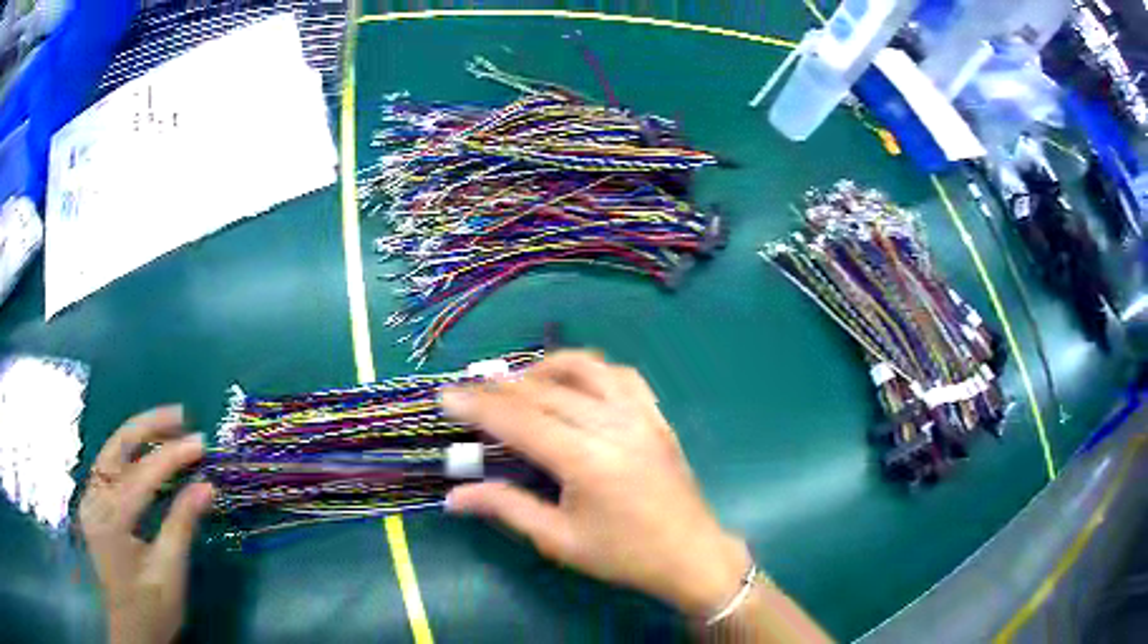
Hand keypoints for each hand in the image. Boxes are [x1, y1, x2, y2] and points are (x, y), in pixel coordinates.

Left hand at [79, 406, 213, 643]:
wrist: (132, 632)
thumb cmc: (153, 609)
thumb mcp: (170, 572)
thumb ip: (182, 524)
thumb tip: (207, 486)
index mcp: (110, 520)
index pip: (141, 476)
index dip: (172, 456)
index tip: (201, 442)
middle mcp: (94, 500)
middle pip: (117, 447)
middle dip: (148, 426)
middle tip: (181, 415)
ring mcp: (90, 500)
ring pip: (112, 452)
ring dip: (139, 435)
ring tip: (169, 426)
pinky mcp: (94, 504)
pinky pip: (111, 468)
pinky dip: (131, 455)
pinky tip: (147, 453)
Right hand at [442, 351, 751, 617]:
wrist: (690, 555)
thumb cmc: (624, 556)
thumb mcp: (559, 540)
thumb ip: (506, 508)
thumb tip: (454, 497)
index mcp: (587, 461)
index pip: (520, 421)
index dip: (478, 407)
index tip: (446, 396)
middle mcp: (613, 426)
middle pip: (545, 392)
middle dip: (499, 389)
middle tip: (469, 392)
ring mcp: (640, 416)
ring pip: (585, 369)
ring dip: (544, 369)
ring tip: (517, 385)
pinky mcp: (656, 416)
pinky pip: (620, 375)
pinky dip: (589, 369)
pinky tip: (572, 383)